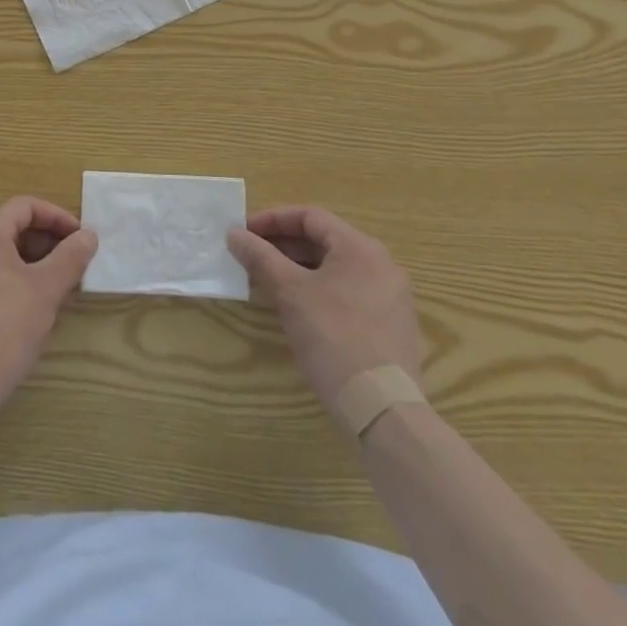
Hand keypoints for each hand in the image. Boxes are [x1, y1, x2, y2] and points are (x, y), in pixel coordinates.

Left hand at [0, 197, 97, 414]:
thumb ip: (70, 257)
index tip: (80, 238)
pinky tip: (33, 310)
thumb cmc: (6, 329)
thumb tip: (88, 235)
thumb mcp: (46, 290)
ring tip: (59, 290)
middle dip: (47, 244)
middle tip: (74, 266)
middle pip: (12, 229)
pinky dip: (15, 281)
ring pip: (2, 255)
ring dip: (34, 265)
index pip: (25, 206)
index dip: (57, 217)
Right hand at [227, 206, 423, 411]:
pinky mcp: (392, 325)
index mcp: (360, 247)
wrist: (383, 409)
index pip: (310, 216)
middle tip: (252, 254)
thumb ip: (261, 257)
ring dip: (300, 267)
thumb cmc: (334, 338)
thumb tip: (234, 234)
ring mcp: (392, 296)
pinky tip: (299, 307)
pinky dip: (321, 289)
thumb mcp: (290, 293)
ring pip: (337, 268)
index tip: (244, 232)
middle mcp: (382, 264)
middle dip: (284, 245)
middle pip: (325, 240)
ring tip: (269, 279)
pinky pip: (350, 291)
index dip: (273, 220)